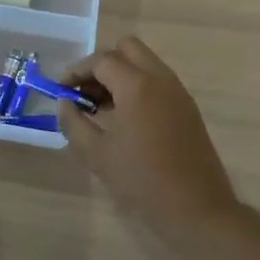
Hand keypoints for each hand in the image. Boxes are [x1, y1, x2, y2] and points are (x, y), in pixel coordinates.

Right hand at [57, 37, 241, 248]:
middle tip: (86, 91)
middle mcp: (160, 79)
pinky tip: (126, 118)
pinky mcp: (188, 108)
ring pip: (145, 63)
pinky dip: (138, 86)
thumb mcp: (96, 154)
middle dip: (102, 63)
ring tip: (102, 107)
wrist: (197, 210)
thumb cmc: (142, 181)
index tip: (62, 90)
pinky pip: (158, 81)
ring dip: (121, 74)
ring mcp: (178, 92)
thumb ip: (73, 122)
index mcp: (137, 85)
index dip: (77, 71)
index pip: (101, 60)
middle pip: (128, 48)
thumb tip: (64, 103)